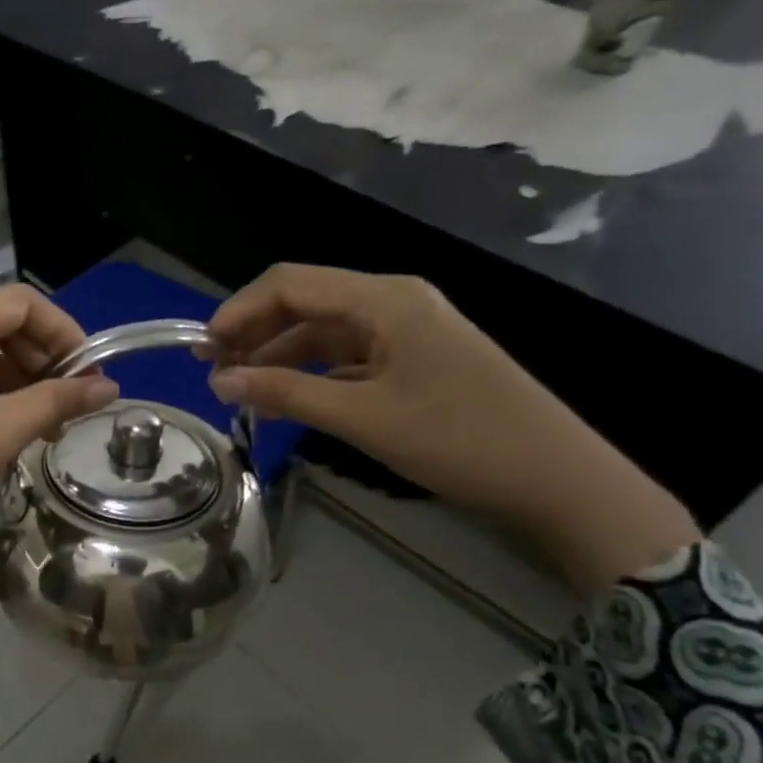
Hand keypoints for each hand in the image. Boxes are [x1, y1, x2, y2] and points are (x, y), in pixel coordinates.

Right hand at [206, 265, 698, 592]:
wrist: (558, 478)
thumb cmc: (460, 440)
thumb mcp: (363, 417)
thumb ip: (285, 393)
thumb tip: (219, 380)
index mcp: (384, 298)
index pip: (290, 284)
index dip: (239, 311)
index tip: (204, 349)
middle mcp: (393, 300)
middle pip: (304, 301)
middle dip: (254, 332)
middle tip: (213, 370)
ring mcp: (406, 328)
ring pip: (323, 329)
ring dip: (278, 354)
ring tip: (239, 387)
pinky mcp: (413, 356)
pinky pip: (347, 353)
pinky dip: (310, 370)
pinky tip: (285, 396)